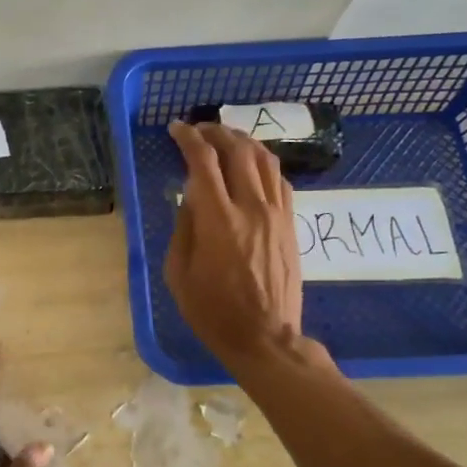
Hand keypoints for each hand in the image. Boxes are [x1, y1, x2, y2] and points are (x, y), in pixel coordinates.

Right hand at [165, 120, 304, 371]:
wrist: (264, 337)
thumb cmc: (212, 310)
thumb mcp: (178, 272)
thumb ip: (184, 227)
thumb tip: (191, 196)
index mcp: (217, 220)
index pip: (203, 162)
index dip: (188, 138)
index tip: (175, 129)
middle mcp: (251, 208)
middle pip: (237, 151)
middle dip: (215, 132)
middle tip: (198, 129)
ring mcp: (276, 214)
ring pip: (264, 160)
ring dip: (242, 142)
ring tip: (225, 138)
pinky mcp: (290, 223)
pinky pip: (280, 180)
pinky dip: (263, 164)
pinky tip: (251, 166)